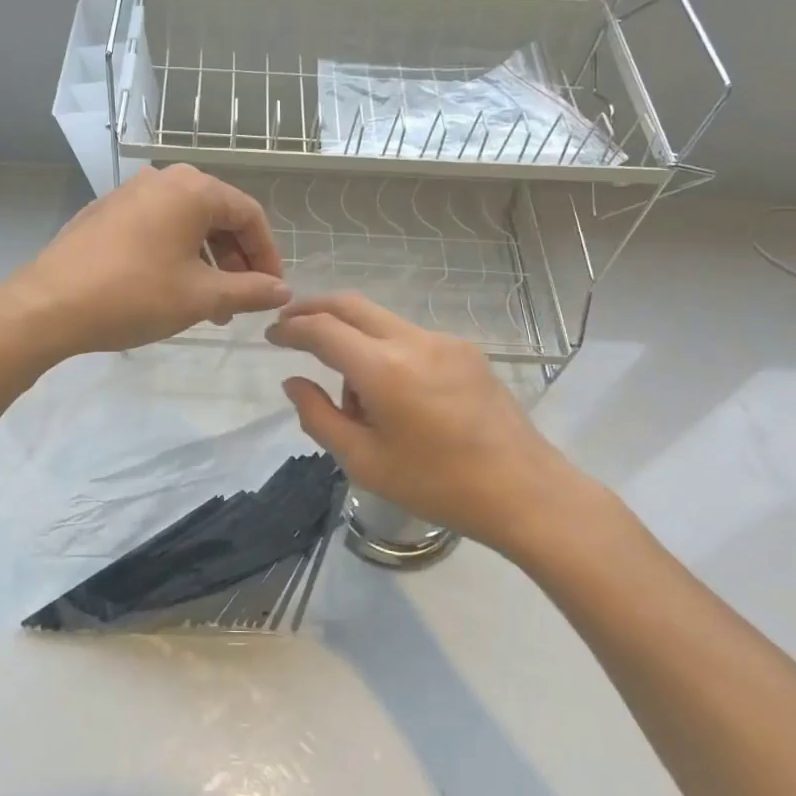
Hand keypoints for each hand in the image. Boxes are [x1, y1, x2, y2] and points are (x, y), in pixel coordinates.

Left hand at [1, 164, 291, 360]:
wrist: (48, 304)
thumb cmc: (134, 295)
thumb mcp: (201, 297)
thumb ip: (250, 290)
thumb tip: (283, 291)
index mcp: (193, 189)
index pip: (249, 215)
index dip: (268, 255)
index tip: (272, 291)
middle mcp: (163, 178)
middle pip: (217, 215)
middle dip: (235, 260)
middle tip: (239, 302)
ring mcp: (129, 192)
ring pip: (185, 223)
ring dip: (206, 262)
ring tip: (207, 305)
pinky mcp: (106, 211)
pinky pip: (156, 226)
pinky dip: (175, 254)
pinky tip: (170, 289)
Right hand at [265, 293, 608, 561]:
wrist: (525, 491)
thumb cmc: (438, 485)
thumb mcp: (364, 462)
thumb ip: (319, 416)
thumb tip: (294, 382)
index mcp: (384, 369)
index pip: (323, 330)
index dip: (291, 328)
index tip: (271, 336)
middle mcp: (413, 340)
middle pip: (352, 304)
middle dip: (314, 308)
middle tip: (289, 324)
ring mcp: (444, 341)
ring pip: (381, 321)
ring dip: (353, 338)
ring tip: (354, 398)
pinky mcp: (466, 351)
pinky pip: (410, 338)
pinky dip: (385, 350)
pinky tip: (393, 396)